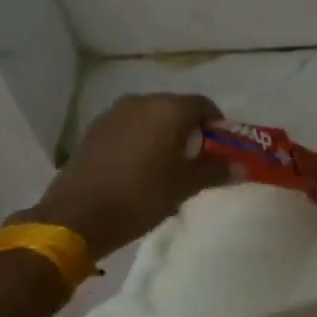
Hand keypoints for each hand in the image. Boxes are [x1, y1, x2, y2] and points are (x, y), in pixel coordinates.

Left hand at [14, 94, 229, 259]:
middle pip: (176, 108)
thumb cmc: (141, 196)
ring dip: (161, 133)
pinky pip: (128, 127)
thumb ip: (215, 171)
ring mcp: (115, 113)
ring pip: (150, 116)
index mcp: (170, 109)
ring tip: (164, 163)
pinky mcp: (94, 129)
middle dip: (188, 128)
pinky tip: (137, 165)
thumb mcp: (185, 186)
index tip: (219, 148)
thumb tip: (240, 167)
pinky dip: (139, 139)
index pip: (204, 105)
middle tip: (194, 157)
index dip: (216, 125)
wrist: (77, 215)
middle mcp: (143, 101)